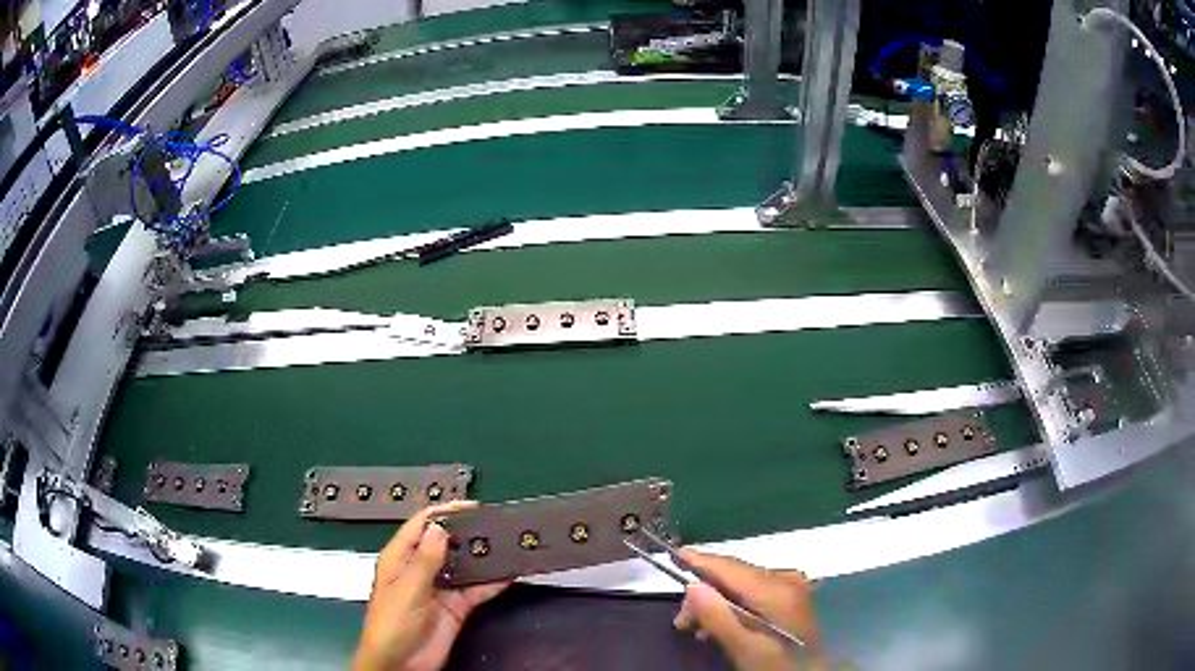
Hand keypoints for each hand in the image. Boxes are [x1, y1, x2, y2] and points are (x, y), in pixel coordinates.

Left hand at [353, 501, 509, 670]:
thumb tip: (439, 528)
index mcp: (400, 558)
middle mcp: (421, 569)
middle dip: (468, 532)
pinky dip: (493, 582)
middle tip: (495, 523)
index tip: (470, 506)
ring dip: (483, 556)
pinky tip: (508, 573)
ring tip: (506, 543)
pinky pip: (477, 590)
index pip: (421, 525)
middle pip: (446, 543)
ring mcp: (441, 588)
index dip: (444, 512)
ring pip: (465, 565)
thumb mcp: (406, 590)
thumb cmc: (390, 625)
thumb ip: (425, 561)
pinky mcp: (457, 607)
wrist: (401, 664)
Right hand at [673, 549, 823, 670]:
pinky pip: (753, 590)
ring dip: (716, 601)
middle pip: (734, 574)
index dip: (701, 561)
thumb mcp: (744, 648)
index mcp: (776, 590)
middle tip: (681, 621)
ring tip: (695, 627)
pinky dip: (732, 604)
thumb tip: (692, 586)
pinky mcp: (789, 595)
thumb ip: (718, 617)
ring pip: (741, 583)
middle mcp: (785, 579)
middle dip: (704, 592)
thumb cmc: (776, 664)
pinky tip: (720, 624)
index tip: (673, 555)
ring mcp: (790, 585)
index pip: (731, 567)